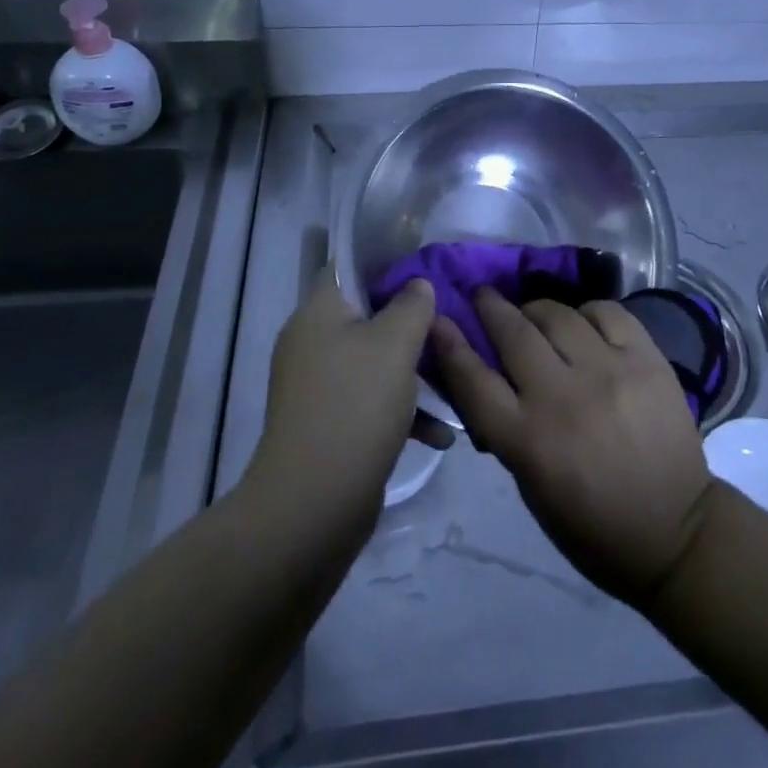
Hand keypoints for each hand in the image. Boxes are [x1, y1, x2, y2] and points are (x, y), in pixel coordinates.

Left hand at [244, 269, 436, 535]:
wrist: (313, 505)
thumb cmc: (356, 405)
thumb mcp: (395, 344)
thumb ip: (411, 305)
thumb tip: (417, 284)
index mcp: (318, 313)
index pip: (347, 267)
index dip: (385, 262)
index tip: (425, 270)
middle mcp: (312, 343)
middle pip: (367, 315)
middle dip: (410, 322)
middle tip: (450, 325)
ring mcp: (319, 387)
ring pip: (374, 361)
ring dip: (414, 370)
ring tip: (455, 379)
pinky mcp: (330, 425)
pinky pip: (371, 402)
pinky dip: (403, 411)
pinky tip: (441, 433)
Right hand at [430, 288, 713, 605]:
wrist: (676, 531)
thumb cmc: (592, 524)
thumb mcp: (531, 486)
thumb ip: (505, 427)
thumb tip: (484, 376)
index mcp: (528, 440)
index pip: (473, 379)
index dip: (449, 344)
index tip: (437, 318)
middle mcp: (563, 397)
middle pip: (513, 332)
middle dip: (490, 307)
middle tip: (483, 296)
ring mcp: (608, 371)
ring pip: (557, 314)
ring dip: (536, 309)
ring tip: (535, 314)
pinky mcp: (646, 359)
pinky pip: (607, 312)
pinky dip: (587, 312)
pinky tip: (584, 323)